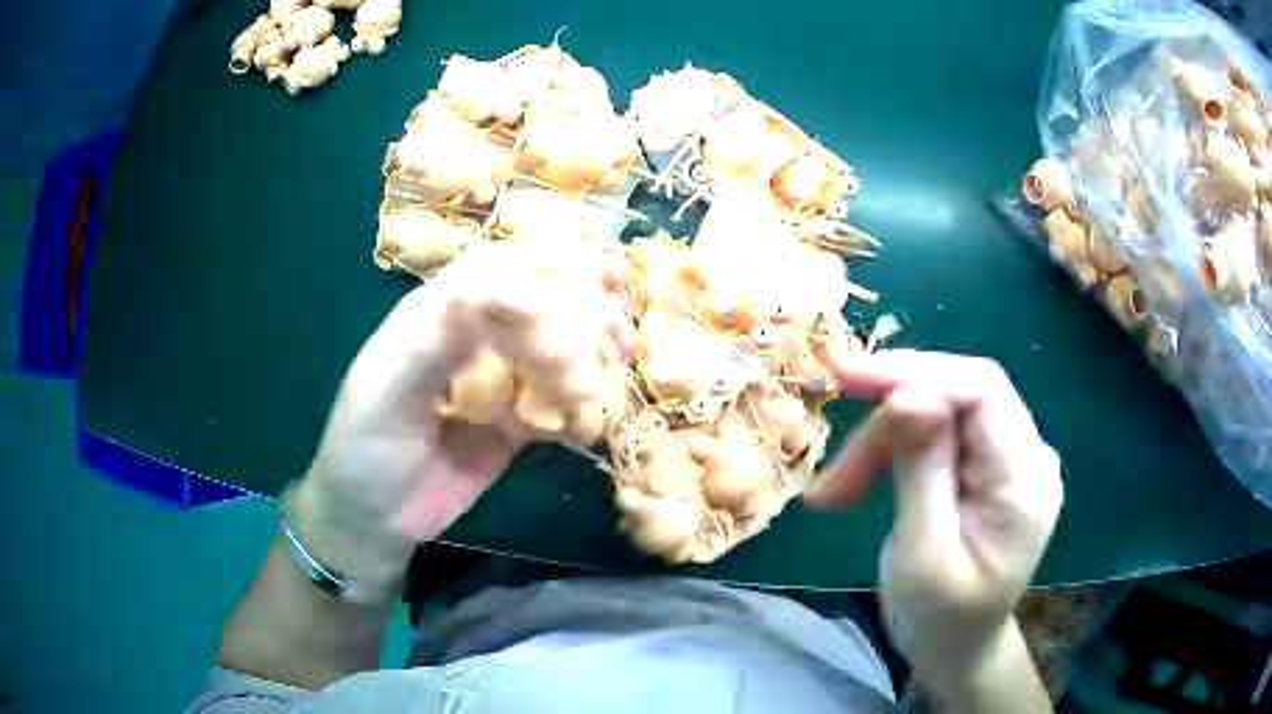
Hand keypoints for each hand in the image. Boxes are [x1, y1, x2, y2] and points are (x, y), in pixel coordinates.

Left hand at [292, 243, 630, 595]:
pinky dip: (576, 411)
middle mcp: (467, 341)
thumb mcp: (389, 392)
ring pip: (548, 356)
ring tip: (621, 362)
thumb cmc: (364, 449)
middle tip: (619, 323)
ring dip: (587, 356)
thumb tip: (503, 292)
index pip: (492, 276)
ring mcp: (491, 384)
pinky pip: (550, 408)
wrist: (370, 522)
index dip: (540, 270)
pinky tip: (592, 423)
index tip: (590, 279)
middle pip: (531, 309)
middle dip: (579, 310)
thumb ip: (437, 342)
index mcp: (432, 318)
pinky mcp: (508, 425)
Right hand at [805, 351, 1062, 682]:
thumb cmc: (941, 619)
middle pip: (956, 398)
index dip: (915, 371)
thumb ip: (923, 469)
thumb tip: (909, 390)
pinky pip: (936, 433)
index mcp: (1027, 479)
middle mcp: (1028, 453)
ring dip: (881, 442)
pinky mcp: (987, 464)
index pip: (982, 390)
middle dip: (888, 421)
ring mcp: (1009, 457)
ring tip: (834, 491)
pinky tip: (859, 479)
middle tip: (832, 469)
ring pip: (938, 413)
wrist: (958, 648)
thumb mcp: (924, 556)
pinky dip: (891, 450)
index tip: (845, 376)